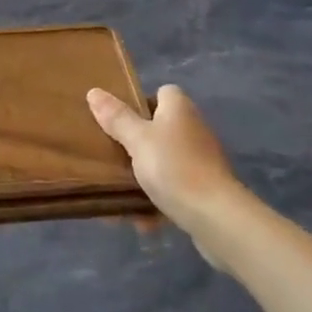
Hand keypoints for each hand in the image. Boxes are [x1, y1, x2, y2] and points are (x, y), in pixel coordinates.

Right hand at [87, 85, 242, 238]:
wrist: (216, 218)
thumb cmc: (174, 167)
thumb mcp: (137, 139)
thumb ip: (116, 118)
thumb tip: (94, 92)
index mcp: (179, 109)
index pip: (162, 93)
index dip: (141, 102)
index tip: (119, 119)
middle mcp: (194, 129)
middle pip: (160, 129)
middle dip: (136, 144)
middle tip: (112, 155)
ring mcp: (202, 161)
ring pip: (165, 163)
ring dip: (144, 178)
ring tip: (120, 193)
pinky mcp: (206, 190)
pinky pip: (174, 190)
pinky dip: (157, 202)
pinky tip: (141, 220)